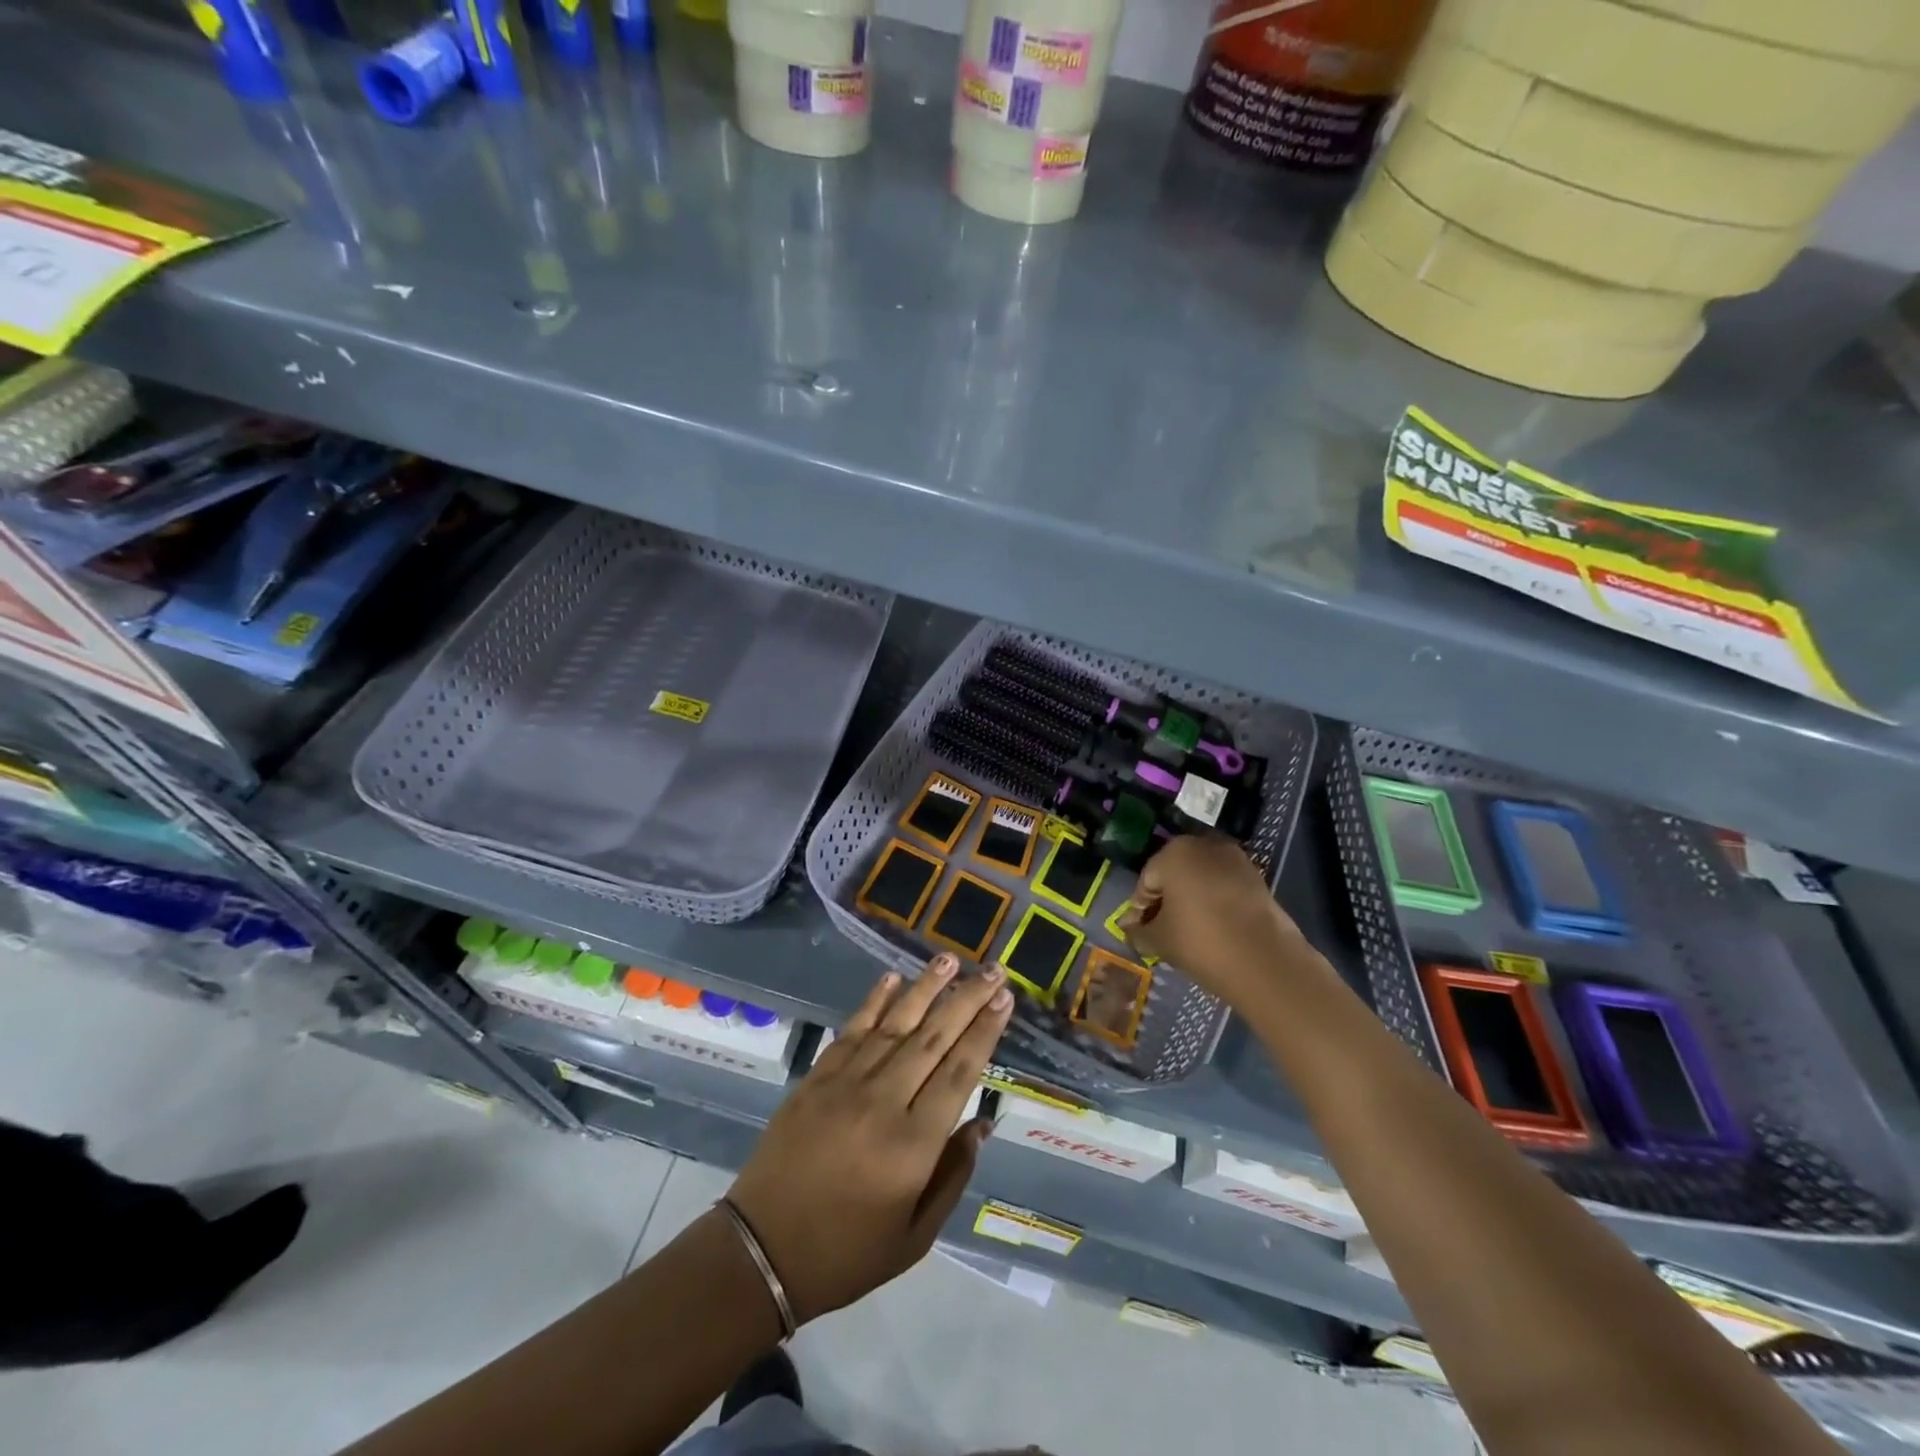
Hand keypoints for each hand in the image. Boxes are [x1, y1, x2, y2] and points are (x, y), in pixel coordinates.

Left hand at [726, 954, 1010, 1324]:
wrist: (761, 1251)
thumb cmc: (846, 1253)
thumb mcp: (914, 1238)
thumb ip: (953, 1176)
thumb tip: (982, 1123)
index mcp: (912, 1145)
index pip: (959, 1072)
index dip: (984, 1031)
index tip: (1004, 999)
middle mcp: (883, 1101)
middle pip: (934, 1038)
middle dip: (967, 1000)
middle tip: (993, 969)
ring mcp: (846, 1083)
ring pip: (895, 1024)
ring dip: (926, 988)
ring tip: (950, 958)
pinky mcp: (816, 1077)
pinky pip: (852, 1030)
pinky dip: (874, 1001)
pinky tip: (893, 978)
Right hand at [1119, 834, 1318, 1005]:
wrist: (1266, 962)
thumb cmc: (1201, 942)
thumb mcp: (1159, 940)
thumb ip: (1138, 931)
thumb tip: (1129, 927)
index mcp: (1173, 853)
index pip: (1146, 881)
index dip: (1140, 908)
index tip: (1140, 931)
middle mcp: (1203, 845)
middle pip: (1173, 873)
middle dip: (1165, 899)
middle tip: (1161, 930)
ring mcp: (1234, 858)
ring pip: (1200, 877)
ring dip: (1190, 898)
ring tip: (1187, 930)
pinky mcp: (1256, 876)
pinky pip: (1223, 884)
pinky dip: (1213, 900)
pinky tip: (1212, 926)